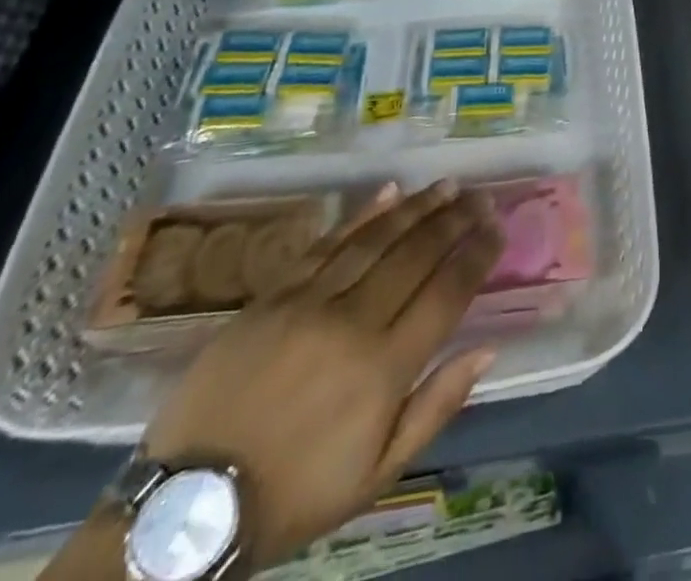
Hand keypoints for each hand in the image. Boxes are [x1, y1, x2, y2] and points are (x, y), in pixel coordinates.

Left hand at [140, 180, 503, 566]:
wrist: (192, 504)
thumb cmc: (298, 492)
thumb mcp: (378, 473)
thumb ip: (436, 407)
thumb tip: (486, 349)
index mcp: (384, 368)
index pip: (446, 292)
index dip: (477, 255)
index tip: (498, 227)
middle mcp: (354, 322)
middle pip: (416, 255)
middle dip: (455, 220)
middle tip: (481, 196)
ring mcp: (310, 302)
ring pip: (376, 239)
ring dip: (417, 207)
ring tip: (447, 186)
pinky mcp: (274, 295)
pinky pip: (326, 243)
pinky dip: (361, 215)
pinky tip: (389, 192)